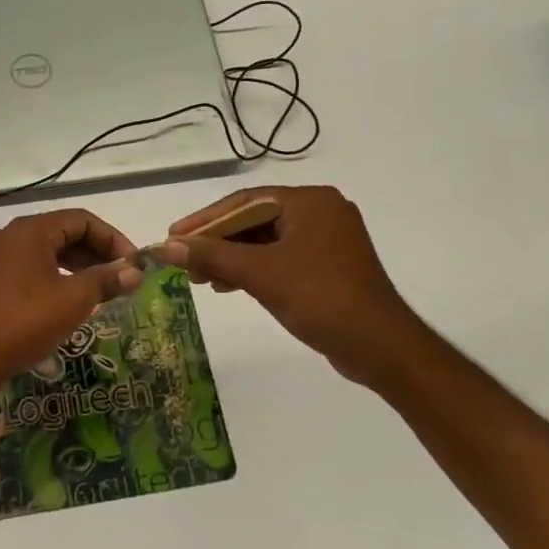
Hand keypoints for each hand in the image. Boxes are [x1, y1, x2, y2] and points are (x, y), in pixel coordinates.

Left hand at [0, 209, 141, 382]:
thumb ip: (107, 279)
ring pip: (47, 250)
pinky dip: (56, 275)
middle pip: (63, 232)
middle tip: (121, 276)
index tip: (132, 263)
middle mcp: (11, 235)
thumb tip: (135, 272)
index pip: (81, 220)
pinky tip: (71, 297)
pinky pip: (31, 266)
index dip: (112, 238)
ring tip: (102, 288)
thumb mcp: (75, 299)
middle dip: (96, 252)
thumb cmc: (28, 320)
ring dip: (78, 265)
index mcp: (30, 230)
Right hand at [162, 185, 430, 390]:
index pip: (244, 201)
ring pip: (265, 242)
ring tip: (199, 278)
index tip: (172, 236)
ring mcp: (327, 241)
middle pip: (253, 220)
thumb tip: (168, 245)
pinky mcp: (328, 267)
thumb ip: (212, 255)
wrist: (380, 347)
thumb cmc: (321, 299)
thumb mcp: (261, 274)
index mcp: (310, 202)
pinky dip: (253, 270)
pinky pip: (280, 259)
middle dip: (217, 242)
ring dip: (231, 259)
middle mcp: (320, 213)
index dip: (204, 219)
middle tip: (183, 261)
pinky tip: (229, 285)